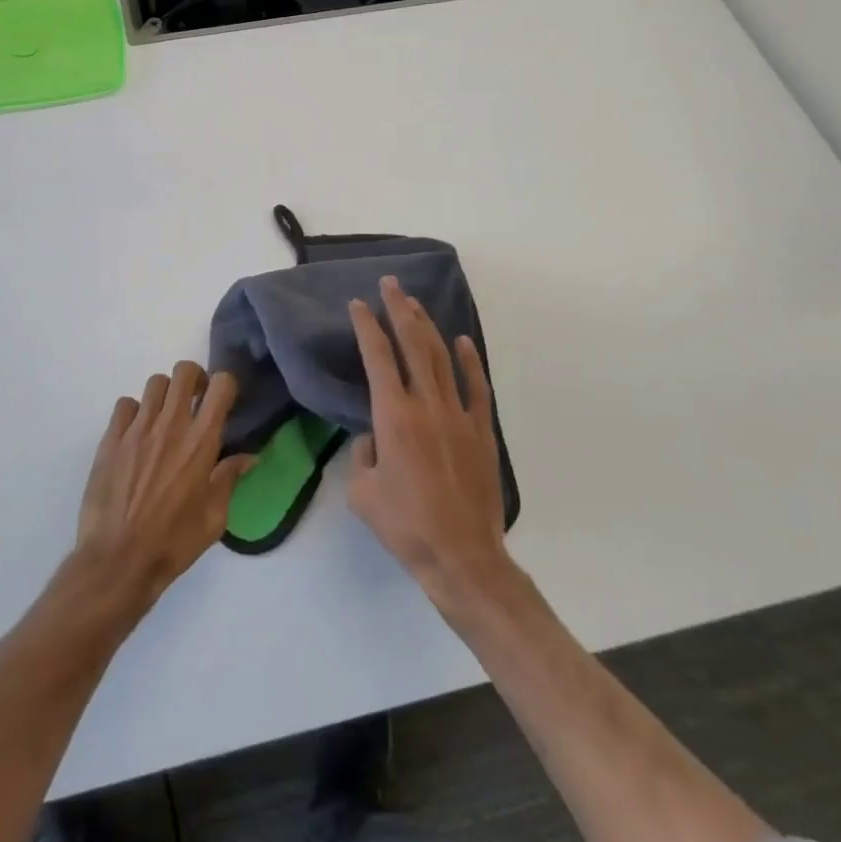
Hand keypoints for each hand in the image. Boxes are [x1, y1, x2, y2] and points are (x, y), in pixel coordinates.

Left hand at [75, 361, 254, 608]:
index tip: (221, 402)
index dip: (224, 386)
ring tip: (163, 419)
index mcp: (201, 441)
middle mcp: (171, 424)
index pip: (221, 385)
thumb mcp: (213, 518)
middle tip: (194, 402)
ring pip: (155, 383)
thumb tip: (249, 457)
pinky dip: (134, 413)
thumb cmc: (173, 543)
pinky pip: (125, 404)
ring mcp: (138, 428)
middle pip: (184, 371)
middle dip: (193, 380)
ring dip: (164, 395)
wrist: (117, 560)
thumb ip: (230, 479)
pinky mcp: (111, 437)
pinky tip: (135, 435)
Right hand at [347, 277, 513, 612]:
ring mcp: (459, 415)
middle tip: (390, 284)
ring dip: (427, 327)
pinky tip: (463, 341)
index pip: (377, 357)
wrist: (462, 557)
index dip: (366, 326)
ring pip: (441, 358)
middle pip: (412, 344)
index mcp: (393, 416)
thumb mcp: (361, 493)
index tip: (358, 304)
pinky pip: (477, 387)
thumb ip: (361, 455)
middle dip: (399, 309)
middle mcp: (426, 405)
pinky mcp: (482, 431)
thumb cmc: (405, 526)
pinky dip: (470, 361)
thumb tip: (374, 437)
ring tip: (416, 303)